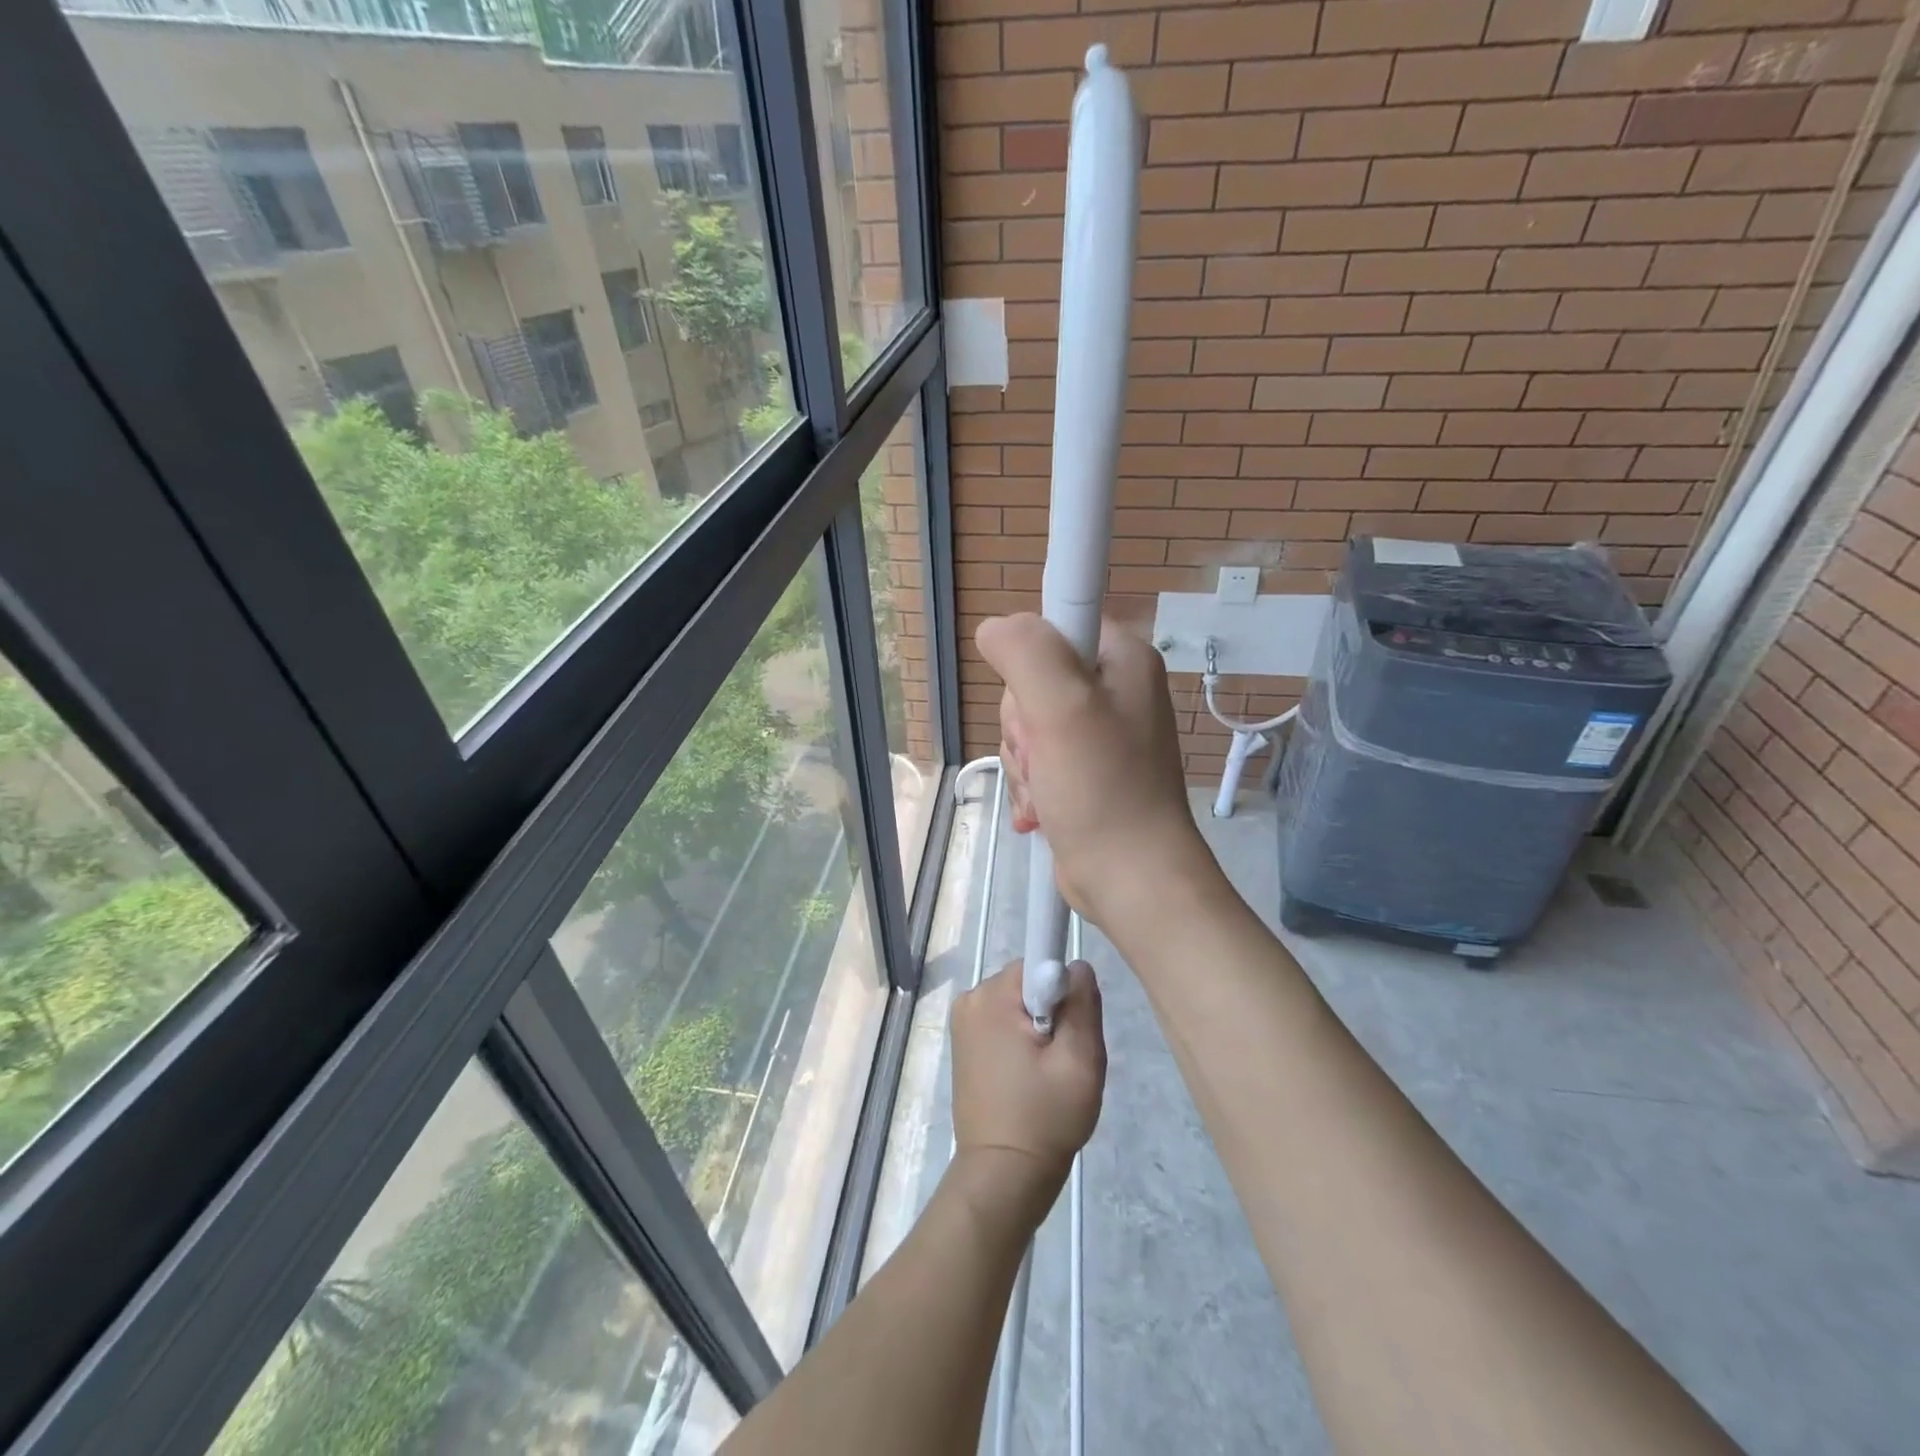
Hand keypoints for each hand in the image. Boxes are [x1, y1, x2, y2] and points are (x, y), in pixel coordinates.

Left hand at [950, 960, 1105, 1218]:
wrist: (1003, 1176)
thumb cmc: (1045, 1117)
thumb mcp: (1080, 1061)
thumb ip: (1083, 1004)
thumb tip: (1077, 965)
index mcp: (992, 997)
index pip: (1038, 964)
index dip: (1062, 993)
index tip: (1068, 1032)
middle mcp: (970, 1000)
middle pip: (1027, 983)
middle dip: (1052, 1012)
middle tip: (1063, 1059)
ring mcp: (963, 1023)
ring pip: (1017, 1004)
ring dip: (1037, 1029)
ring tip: (1047, 1074)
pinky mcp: (964, 1045)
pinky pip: (1002, 1023)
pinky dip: (1020, 1042)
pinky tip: (1029, 1078)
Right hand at [977, 613, 1214, 929]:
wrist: (1131, 880)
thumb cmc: (1103, 790)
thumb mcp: (1061, 708)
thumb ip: (1026, 652)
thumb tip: (994, 628)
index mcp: (1123, 659)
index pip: (1056, 624)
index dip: (1031, 661)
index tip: (1037, 703)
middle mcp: (1114, 690)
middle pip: (1032, 680)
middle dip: (1023, 725)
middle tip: (1045, 756)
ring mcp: (1099, 734)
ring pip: (1027, 725)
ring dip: (1023, 762)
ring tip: (1046, 791)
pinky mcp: (1084, 771)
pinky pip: (1036, 759)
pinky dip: (1029, 785)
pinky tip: (1041, 810)